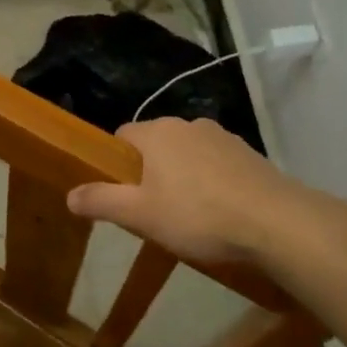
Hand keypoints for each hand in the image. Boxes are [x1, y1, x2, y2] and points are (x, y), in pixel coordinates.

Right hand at [67, 117, 304, 267]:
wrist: (276, 222)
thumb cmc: (198, 215)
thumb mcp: (141, 215)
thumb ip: (102, 201)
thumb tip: (69, 194)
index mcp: (158, 132)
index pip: (122, 136)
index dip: (115, 164)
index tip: (120, 194)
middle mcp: (188, 124)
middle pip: (155, 145)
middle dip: (149, 173)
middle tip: (152, 211)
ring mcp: (223, 137)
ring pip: (188, 154)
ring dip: (182, 177)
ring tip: (189, 216)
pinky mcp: (249, 155)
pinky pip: (217, 165)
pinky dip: (211, 183)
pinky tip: (220, 213)